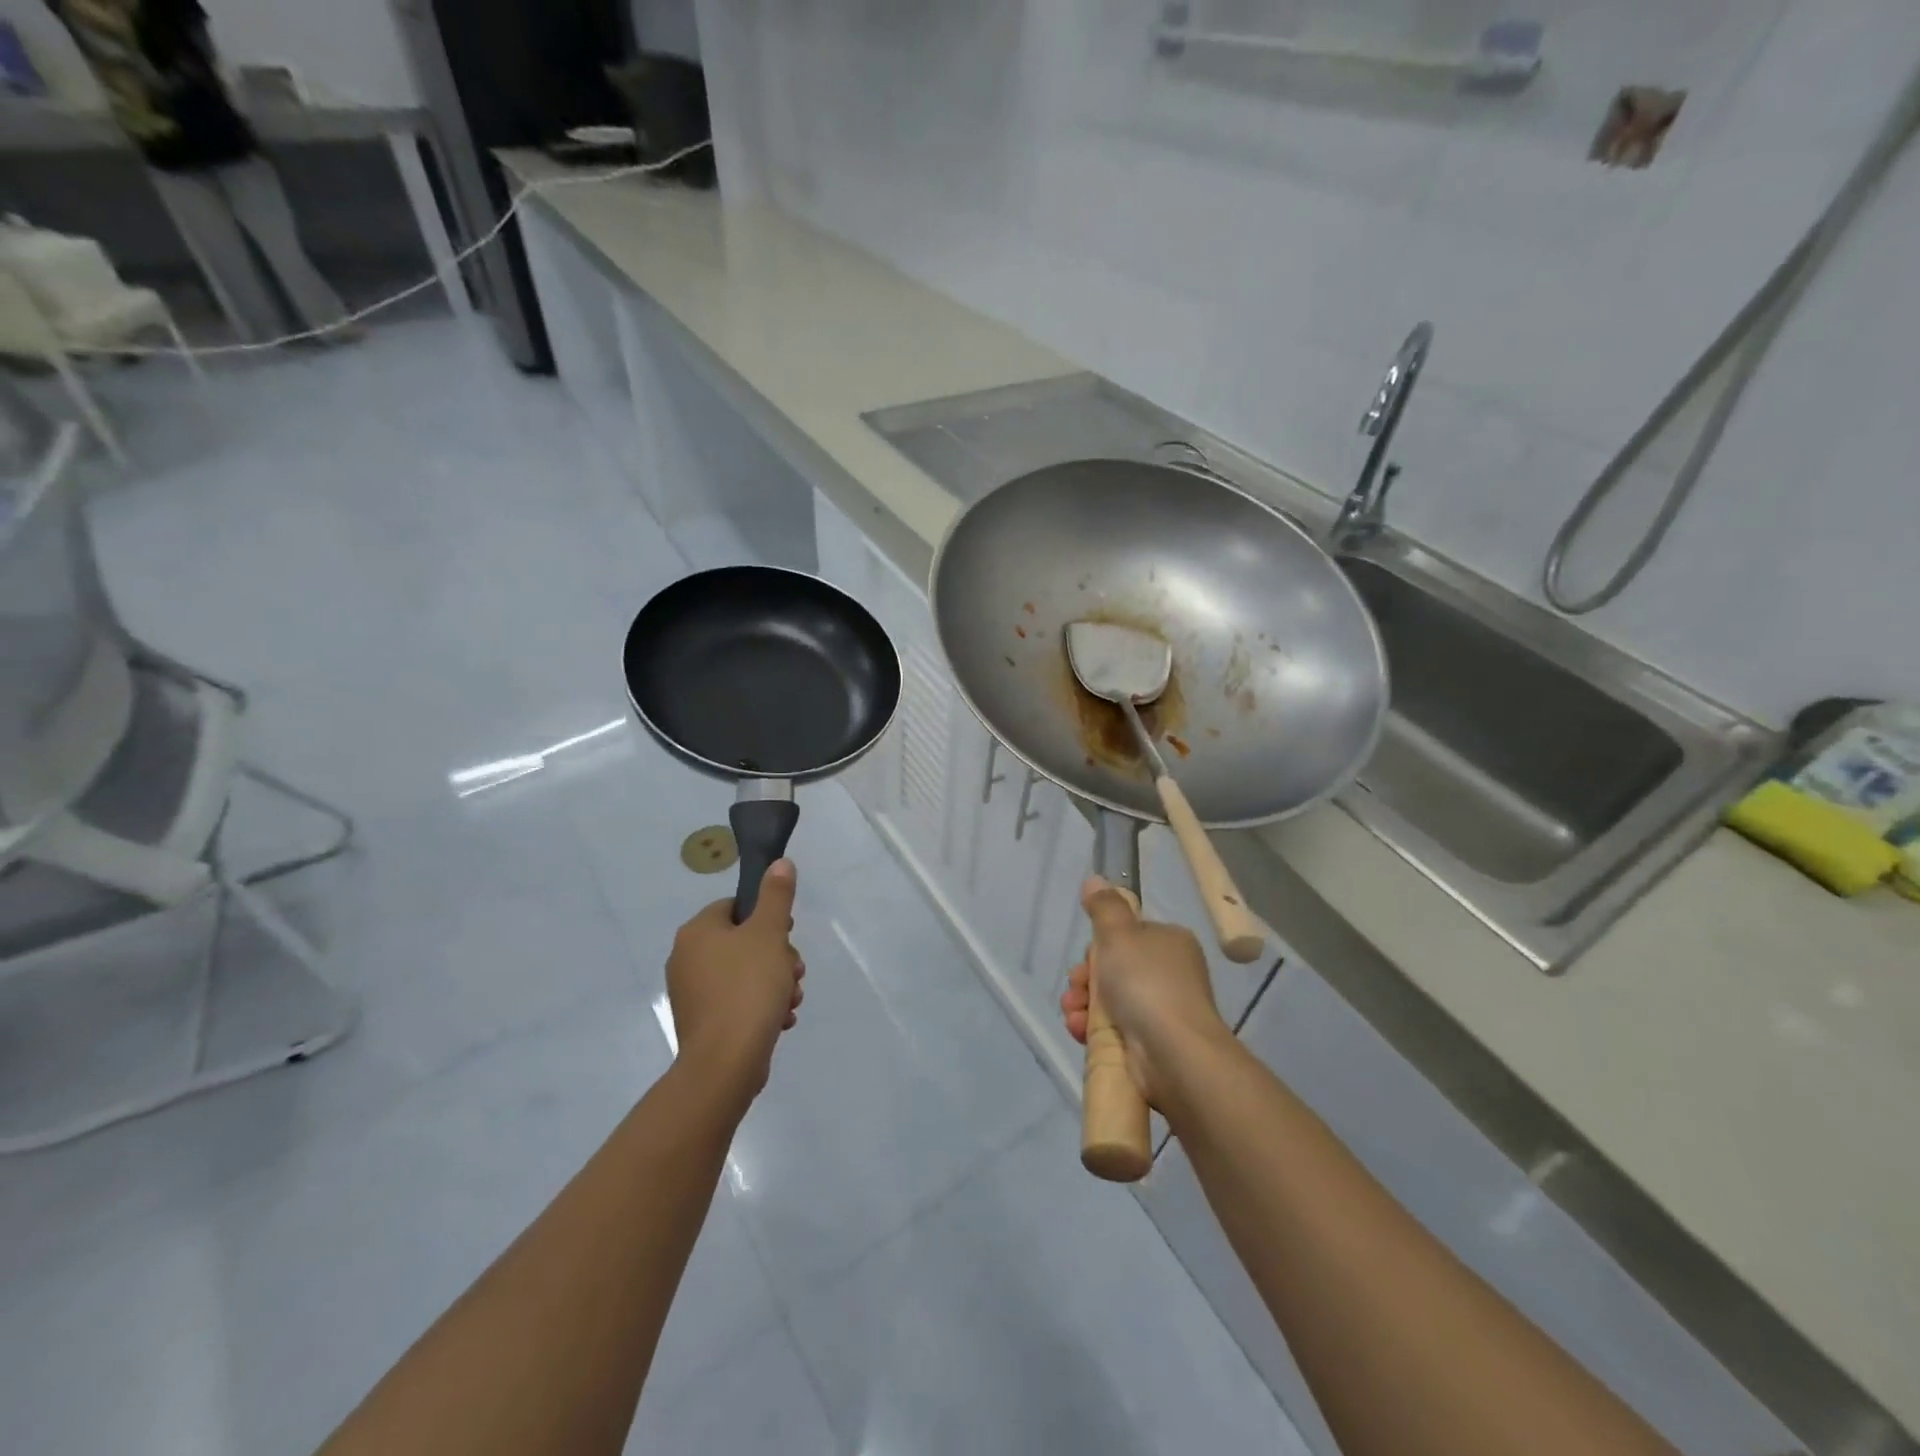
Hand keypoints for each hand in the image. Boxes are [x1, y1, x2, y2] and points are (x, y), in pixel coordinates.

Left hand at [665, 859, 805, 1107]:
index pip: (735, 907)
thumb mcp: (769, 933)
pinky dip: (760, 1007)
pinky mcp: (702, 1023)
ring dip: (774, 983)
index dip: (768, 918)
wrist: (726, 1063)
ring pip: (744, 974)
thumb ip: (776, 895)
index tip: (787, 936)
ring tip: (791, 1000)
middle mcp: (686, 959)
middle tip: (794, 972)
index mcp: (697, 932)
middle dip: (777, 956)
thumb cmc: (748, 988)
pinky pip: (737, 1002)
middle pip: (743, 942)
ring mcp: (692, 994)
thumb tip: (779, 862)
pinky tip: (780, 1020)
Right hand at [1059, 876, 1231, 1110]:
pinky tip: (1079, 1031)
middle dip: (1084, 980)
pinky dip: (1091, 1029)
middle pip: (1112, 970)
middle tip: (1075, 989)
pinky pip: (1112, 1030)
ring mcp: (1161, 1012)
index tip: (1084, 960)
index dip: (1097, 948)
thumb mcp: (1119, 934)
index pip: (1126, 938)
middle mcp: (1169, 975)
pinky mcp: (1151, 1045)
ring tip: (1073, 1014)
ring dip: (1081, 1005)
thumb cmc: (1146, 984)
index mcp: (1169, 943)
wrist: (1174, 1054)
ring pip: (1108, 1001)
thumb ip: (1105, 907)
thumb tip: (1095, 879)